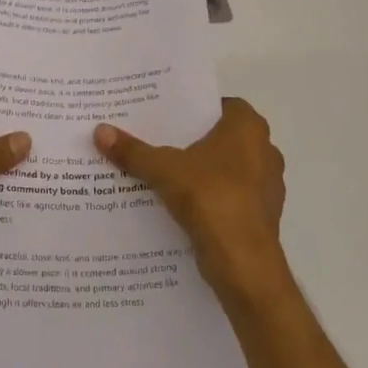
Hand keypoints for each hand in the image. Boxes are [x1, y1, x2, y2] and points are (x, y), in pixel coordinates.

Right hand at [95, 98, 285, 296]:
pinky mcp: (263, 215)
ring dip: (204, 171)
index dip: (194, 109)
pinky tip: (183, 205)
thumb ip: (133, 151)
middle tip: (159, 141)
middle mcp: (265, 150)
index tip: (167, 116)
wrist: (243, 263)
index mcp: (248, 128)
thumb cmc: (211, 198)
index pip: (220, 105)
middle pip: (223, 137)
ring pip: (229, 169)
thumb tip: (100, 130)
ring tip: (166, 174)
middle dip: (195, 141)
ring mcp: (268, 185)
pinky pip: (232, 196)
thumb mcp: (164, 170)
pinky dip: (212, 198)